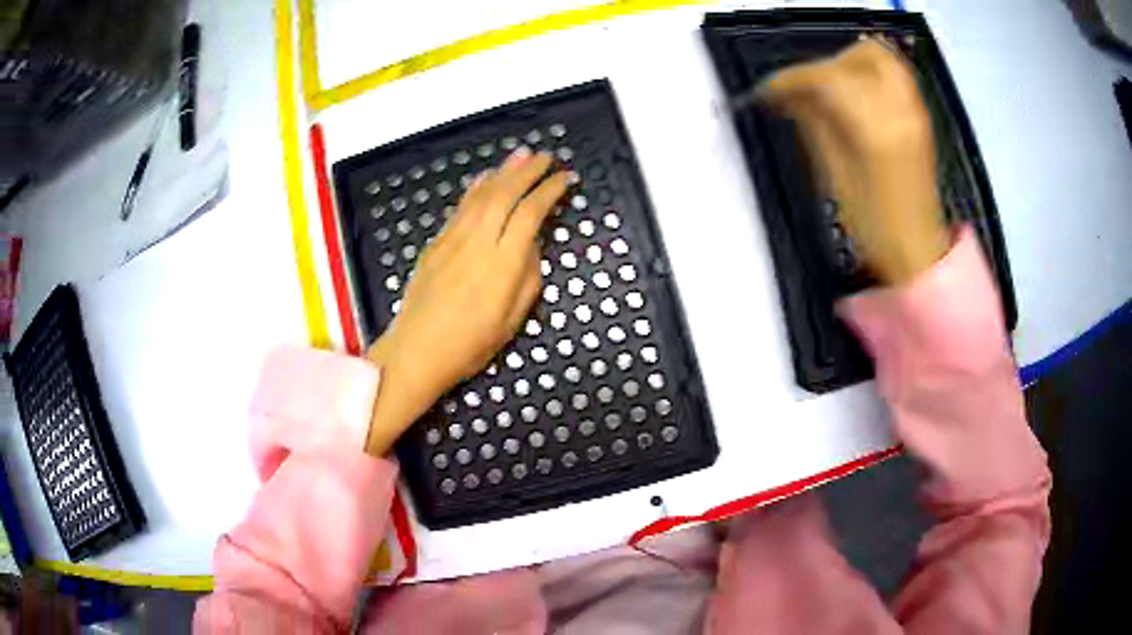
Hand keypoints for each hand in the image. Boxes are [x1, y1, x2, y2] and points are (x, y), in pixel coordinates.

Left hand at [364, 148, 568, 455]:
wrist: (416, 351)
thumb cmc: (470, 345)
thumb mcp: (513, 320)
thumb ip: (528, 276)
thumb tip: (532, 244)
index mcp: (503, 264)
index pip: (530, 214)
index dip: (550, 191)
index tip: (564, 178)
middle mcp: (478, 243)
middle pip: (505, 194)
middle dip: (528, 171)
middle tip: (545, 156)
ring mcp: (453, 240)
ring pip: (481, 195)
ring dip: (503, 171)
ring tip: (520, 155)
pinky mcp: (436, 243)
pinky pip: (461, 207)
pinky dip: (477, 187)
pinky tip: (486, 178)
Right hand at [756, 37, 950, 282]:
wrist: (916, 248)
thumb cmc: (873, 226)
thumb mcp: (834, 175)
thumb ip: (814, 124)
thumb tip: (791, 96)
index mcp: (875, 129)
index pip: (827, 78)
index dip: (792, 78)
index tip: (769, 90)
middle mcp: (900, 110)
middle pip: (860, 55)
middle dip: (826, 64)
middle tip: (806, 87)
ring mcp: (914, 109)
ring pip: (880, 57)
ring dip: (849, 63)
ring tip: (830, 88)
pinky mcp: (918, 115)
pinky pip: (893, 74)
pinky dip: (868, 73)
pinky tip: (854, 95)